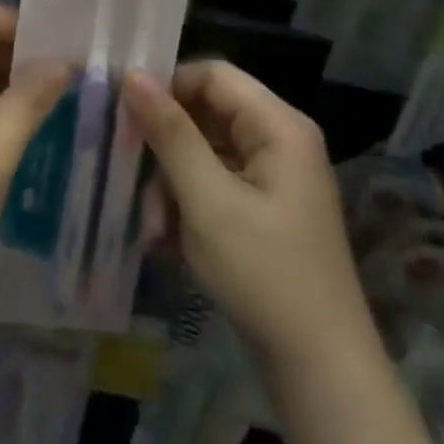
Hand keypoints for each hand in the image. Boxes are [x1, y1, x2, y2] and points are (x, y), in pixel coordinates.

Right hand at [122, 61, 376, 375]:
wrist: (320, 368)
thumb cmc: (264, 273)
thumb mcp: (207, 200)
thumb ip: (169, 133)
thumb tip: (132, 75)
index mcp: (278, 126)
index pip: (211, 74)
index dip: (166, 85)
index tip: (124, 113)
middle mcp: (280, 140)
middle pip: (206, 111)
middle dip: (165, 142)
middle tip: (130, 171)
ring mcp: (274, 175)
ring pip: (204, 148)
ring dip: (171, 178)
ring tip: (153, 222)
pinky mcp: (264, 205)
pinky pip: (215, 179)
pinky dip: (188, 199)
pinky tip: (168, 236)